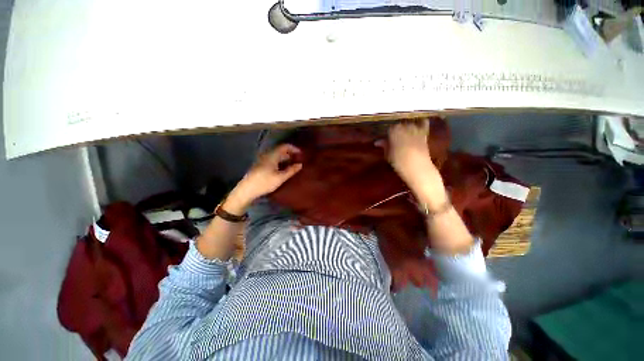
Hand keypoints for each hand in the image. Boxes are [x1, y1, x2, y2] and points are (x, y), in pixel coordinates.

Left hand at [225, 144, 302, 213]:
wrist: (247, 189)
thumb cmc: (265, 182)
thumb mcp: (280, 178)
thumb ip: (291, 170)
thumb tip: (300, 164)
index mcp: (272, 155)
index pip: (284, 146)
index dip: (293, 148)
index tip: (301, 153)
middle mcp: (267, 155)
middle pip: (281, 150)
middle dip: (290, 153)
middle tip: (299, 159)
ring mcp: (263, 160)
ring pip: (277, 155)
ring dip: (285, 158)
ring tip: (293, 164)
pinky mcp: (261, 165)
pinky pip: (273, 159)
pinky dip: (280, 161)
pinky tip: (284, 168)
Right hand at [378, 120, 448, 210]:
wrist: (417, 168)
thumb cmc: (399, 163)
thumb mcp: (388, 155)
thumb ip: (384, 146)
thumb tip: (377, 142)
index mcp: (394, 132)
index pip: (389, 128)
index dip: (388, 134)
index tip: (387, 139)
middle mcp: (405, 127)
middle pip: (400, 124)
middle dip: (397, 130)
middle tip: (395, 138)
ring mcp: (416, 129)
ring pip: (410, 123)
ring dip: (407, 127)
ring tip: (405, 133)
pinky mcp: (425, 133)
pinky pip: (424, 123)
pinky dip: (421, 122)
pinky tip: (419, 123)